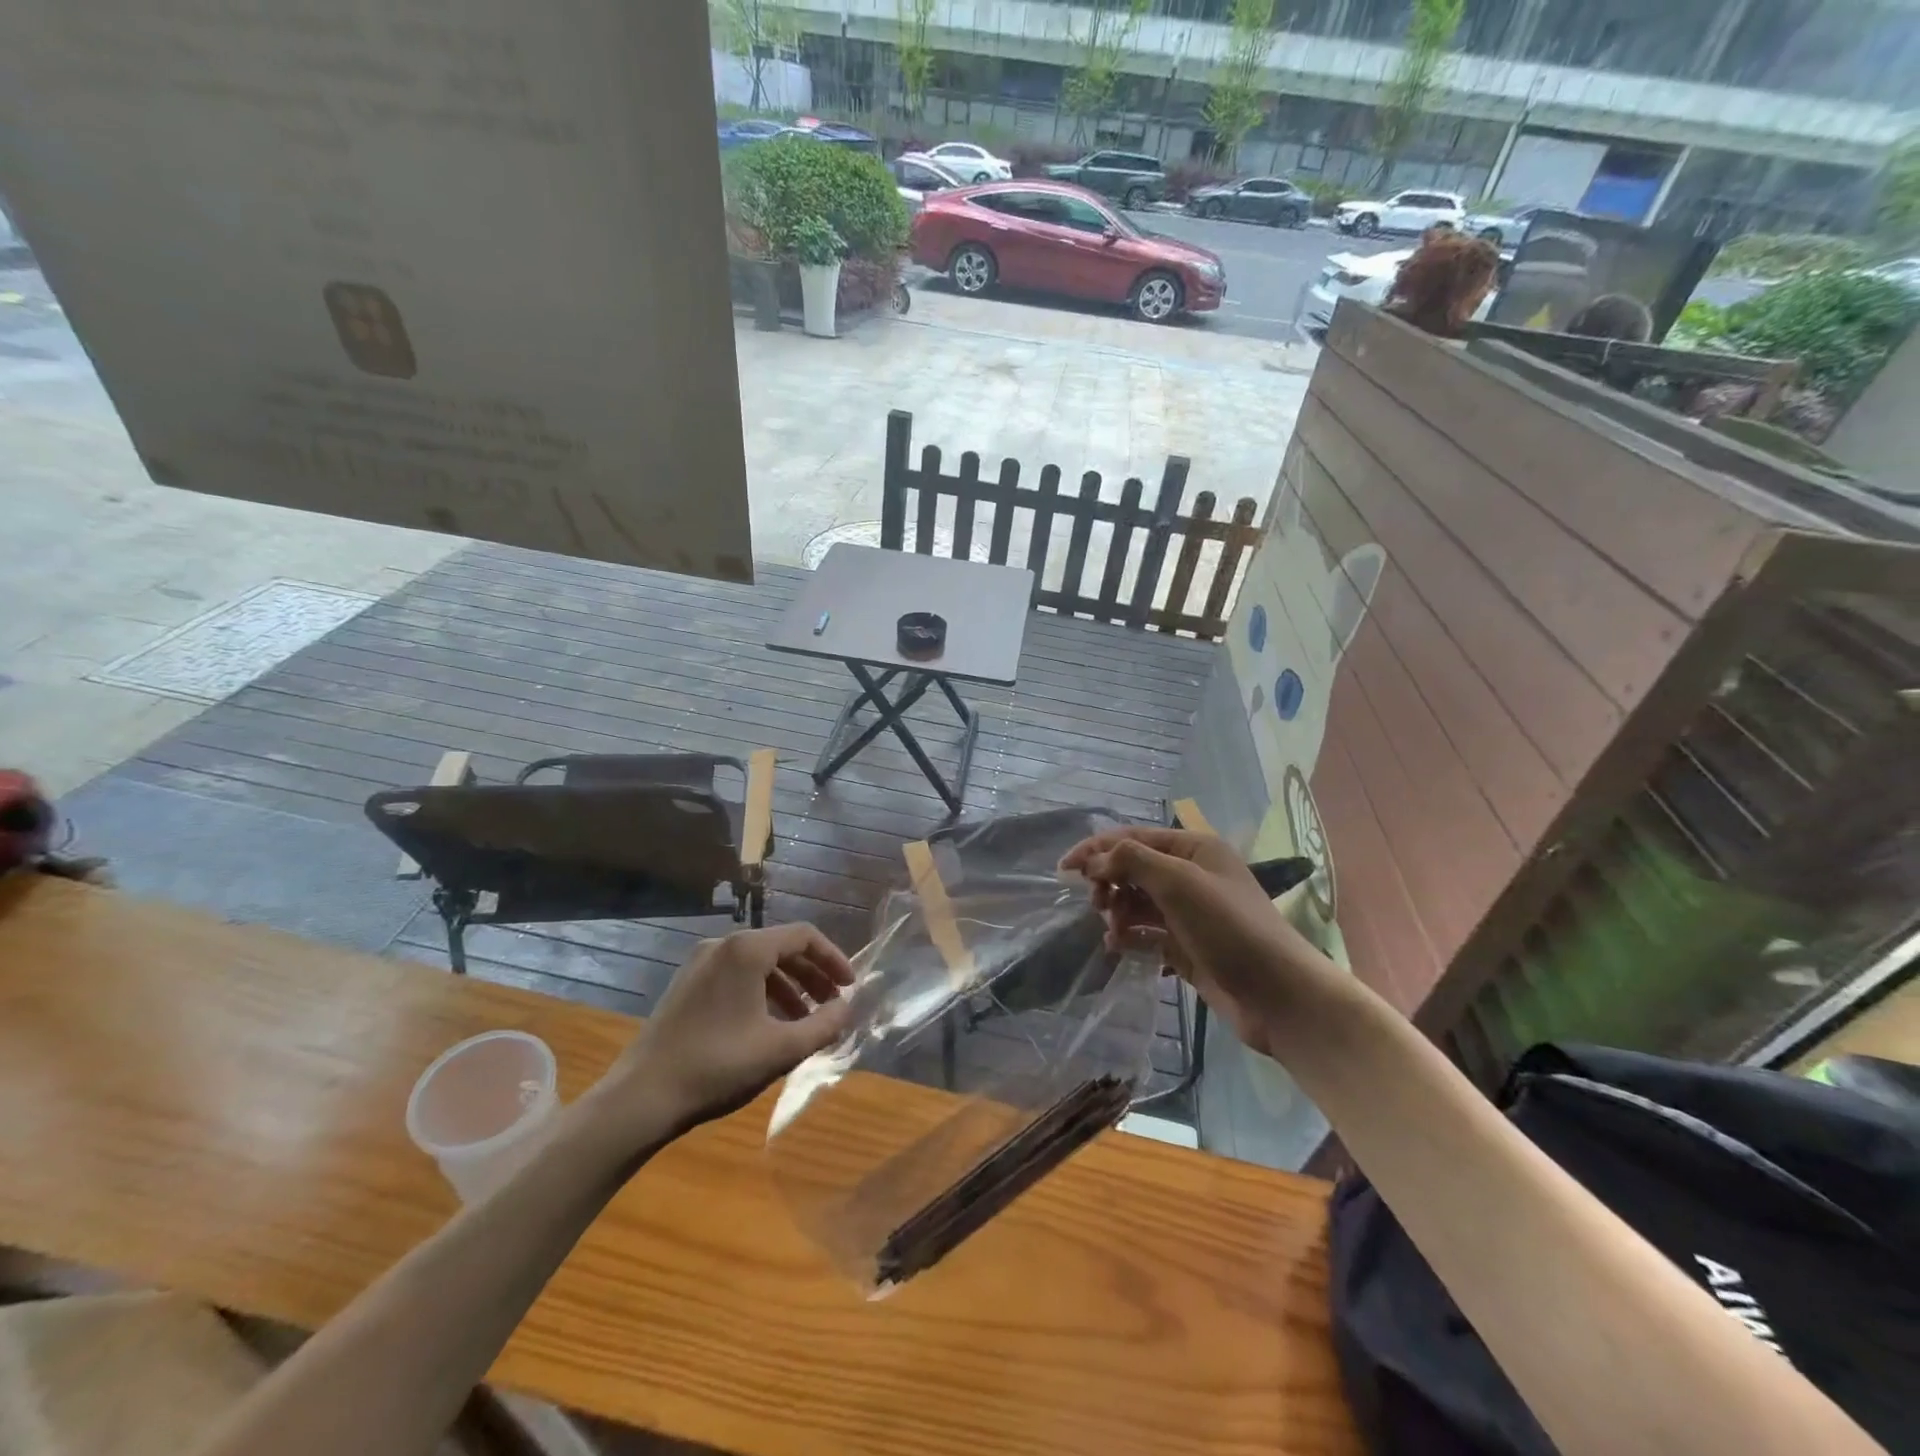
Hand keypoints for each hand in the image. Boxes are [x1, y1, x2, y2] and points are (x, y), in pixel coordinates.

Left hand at [598, 924, 854, 1140]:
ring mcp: (700, 964)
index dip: (833, 959)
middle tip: (833, 1005)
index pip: (804, 936)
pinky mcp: (687, 985)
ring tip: (806, 1022)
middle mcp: (723, 945)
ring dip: (789, 988)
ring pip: (759, 964)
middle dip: (813, 976)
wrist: (641, 1097)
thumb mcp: (781, 1049)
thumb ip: (823, 1026)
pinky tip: (771, 1027)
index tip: (850, 987)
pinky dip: (762, 994)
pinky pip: (737, 977)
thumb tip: (847, 1009)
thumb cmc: (717, 1066)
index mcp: (747, 950)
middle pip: (782, 948)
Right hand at [1060, 827, 1331, 1054]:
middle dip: (1109, 882)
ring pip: (1137, 902)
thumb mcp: (1179, 882)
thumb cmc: (1229, 927)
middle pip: (1133, 868)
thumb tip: (1095, 860)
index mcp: (1194, 849)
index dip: (1097, 849)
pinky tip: (1117, 947)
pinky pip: (1147, 933)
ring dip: (1118, 911)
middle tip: (1095, 903)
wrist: (1278, 995)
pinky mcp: (1186, 947)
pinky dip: (1129, 937)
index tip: (1063, 869)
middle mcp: (1190, 875)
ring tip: (1112, 930)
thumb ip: (1132, 861)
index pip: (1133, 837)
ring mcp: (1188, 913)